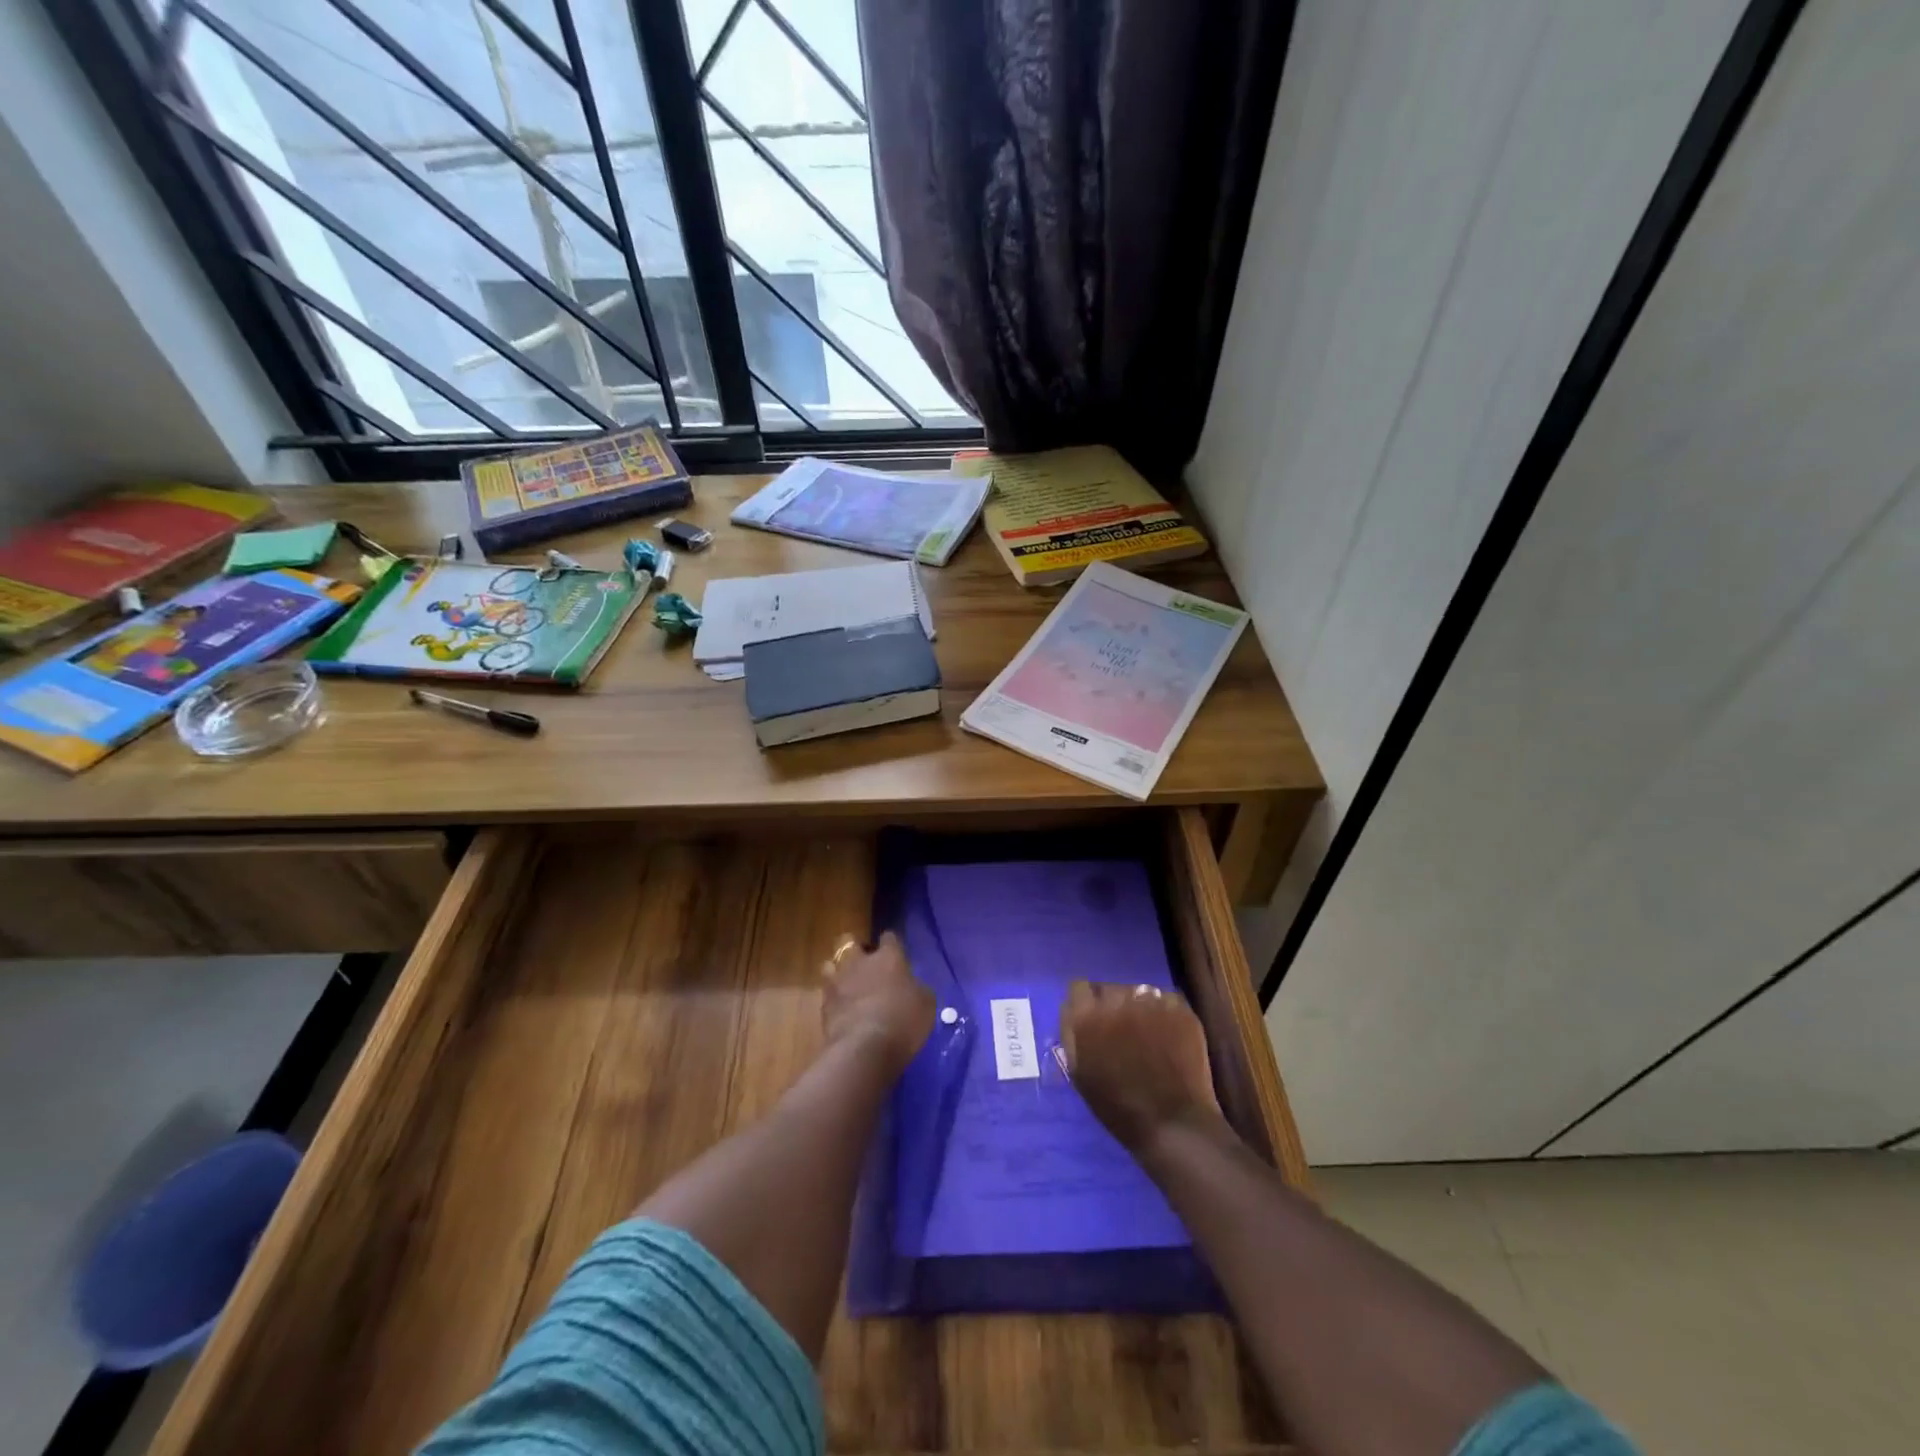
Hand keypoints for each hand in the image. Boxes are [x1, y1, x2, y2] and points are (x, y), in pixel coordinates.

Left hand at [821, 931, 934, 1076]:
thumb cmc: (903, 1021)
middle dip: (855, 948)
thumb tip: (910, 987)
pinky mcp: (823, 1005)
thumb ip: (916, 988)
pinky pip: (826, 994)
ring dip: (838, 971)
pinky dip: (833, 999)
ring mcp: (838, 982)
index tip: (896, 954)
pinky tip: (842, 1010)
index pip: (889, 937)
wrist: (865, 1049)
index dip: (892, 944)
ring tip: (847, 985)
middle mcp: (860, 962)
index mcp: (888, 957)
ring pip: (830, 964)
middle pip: (848, 940)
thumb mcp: (925, 1004)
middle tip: (865, 962)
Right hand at [1061, 980, 1220, 1151]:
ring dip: (1138, 1007)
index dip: (1085, 1004)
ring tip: (1148, 1035)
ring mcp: (1149, 999)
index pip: (1078, 988)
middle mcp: (1115, 997)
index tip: (1092, 1021)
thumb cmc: (1119, 1106)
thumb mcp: (1079, 1072)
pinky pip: (1164, 1000)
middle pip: (1108, 988)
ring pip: (1137, 992)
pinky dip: (1164, 1014)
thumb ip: (1071, 1034)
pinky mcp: (1178, 1006)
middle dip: (1112, 1006)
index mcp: (1086, 1014)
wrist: (1172, 1123)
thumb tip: (1072, 1010)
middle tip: (1121, 1032)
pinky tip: (1169, 1037)